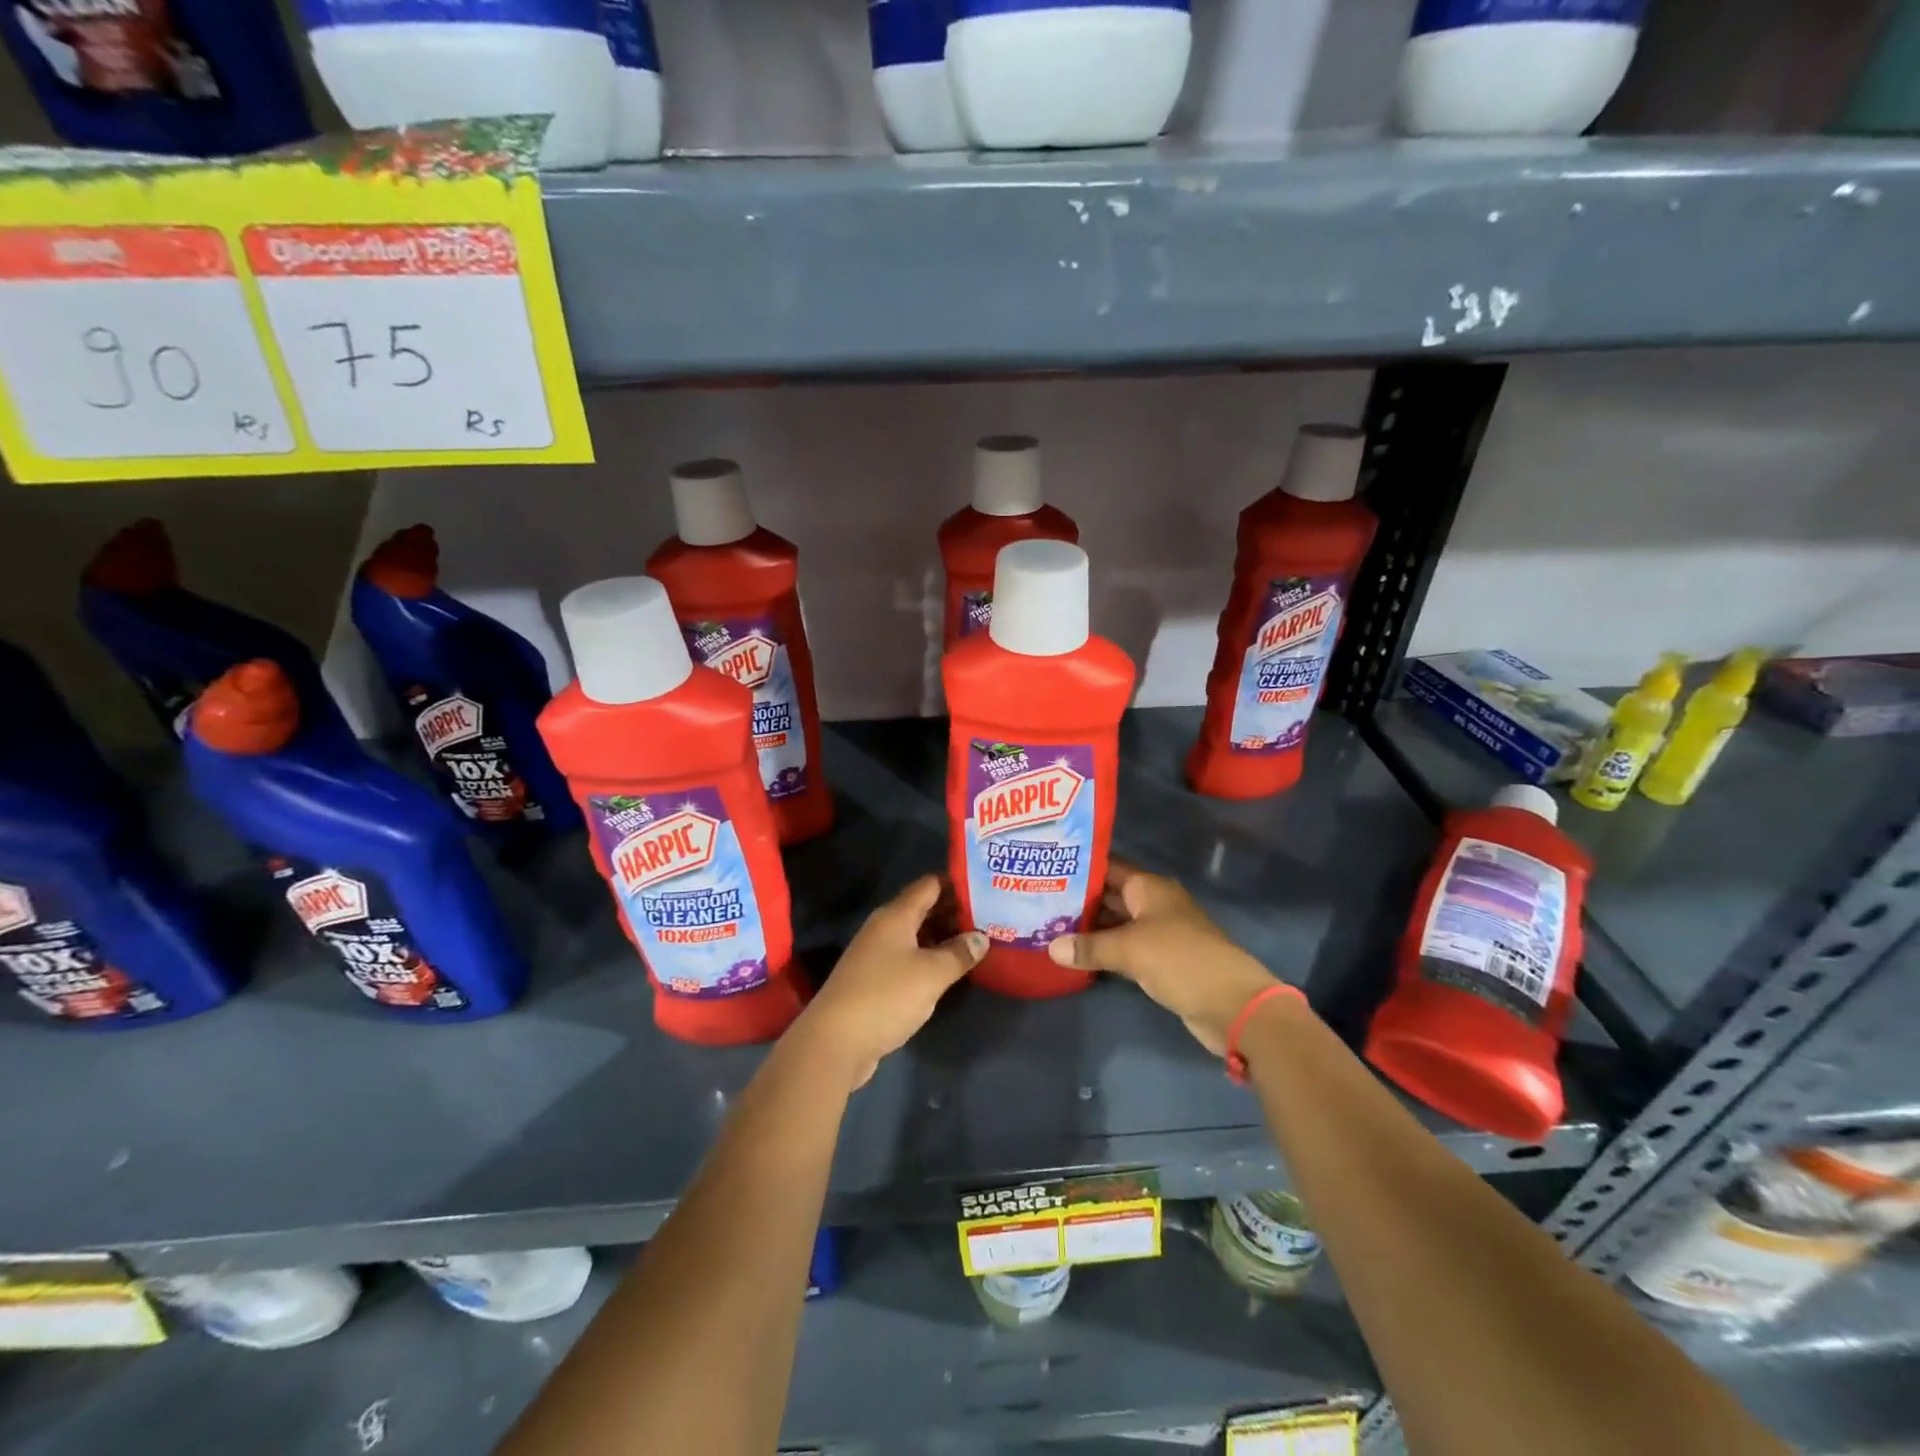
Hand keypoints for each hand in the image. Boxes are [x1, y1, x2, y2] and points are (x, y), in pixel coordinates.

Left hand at [797, 875, 986, 1089]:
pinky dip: (930, 958)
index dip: (956, 883)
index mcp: (896, 916)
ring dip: (944, 937)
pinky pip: (909, 957)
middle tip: (990, 917)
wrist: (835, 1042)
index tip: (985, 888)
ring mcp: (877, 954)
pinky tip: (951, 970)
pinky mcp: (875, 979)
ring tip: (978, 942)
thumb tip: (981, 937)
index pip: (930, 885)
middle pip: (923, 908)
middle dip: (954, 911)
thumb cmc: (886, 996)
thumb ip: (959, 953)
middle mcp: (884, 928)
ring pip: (916, 935)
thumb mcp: (931, 974)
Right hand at [1048, 861, 1281, 1056]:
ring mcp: (1158, 933)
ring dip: (1088, 928)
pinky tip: (1075, 955)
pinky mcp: (1160, 961)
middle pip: (1110, 896)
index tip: (1046, 869)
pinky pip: (1124, 948)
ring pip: (1115, 924)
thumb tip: (1050, 947)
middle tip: (1037, 900)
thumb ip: (1089, 946)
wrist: (1232, 1004)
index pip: (1108, 867)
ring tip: (1047, 927)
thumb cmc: (1181, 960)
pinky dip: (1103, 951)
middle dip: (1078, 899)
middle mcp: (1153, 904)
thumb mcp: (1130, 949)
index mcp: (1150, 887)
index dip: (1080, 867)